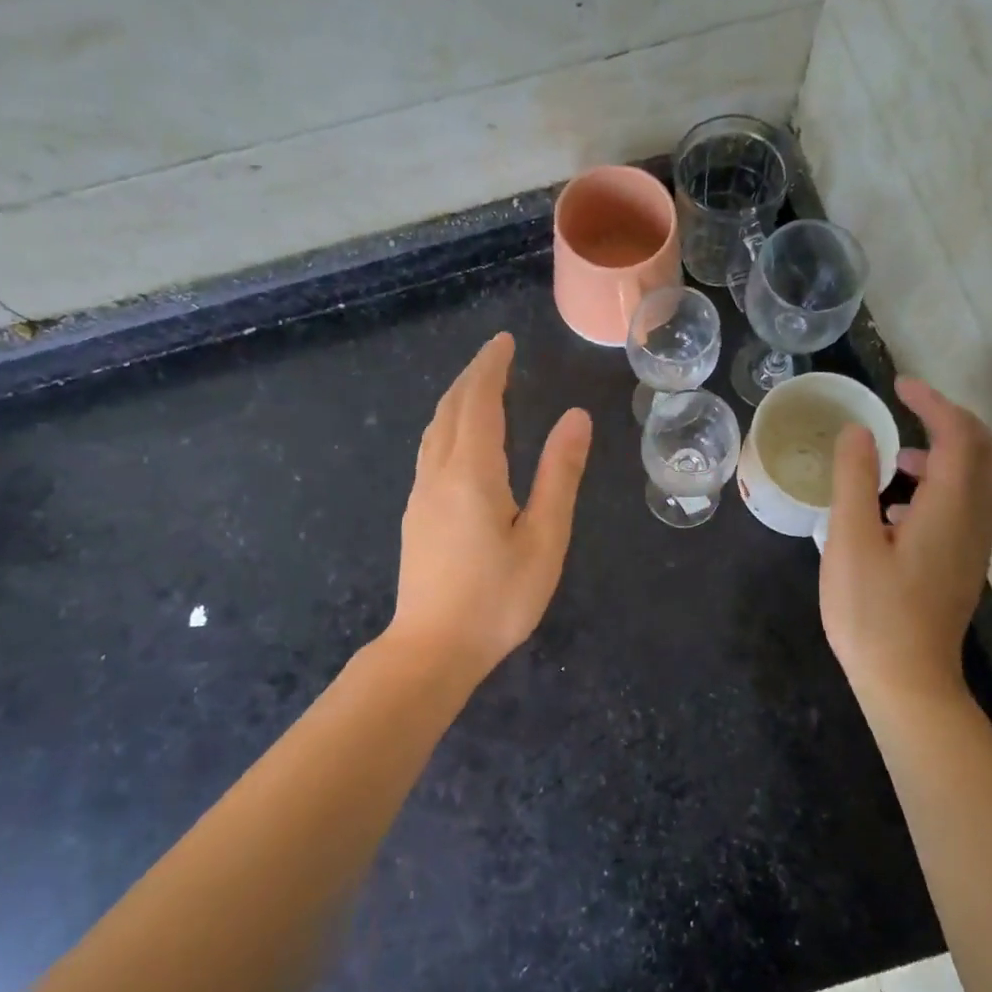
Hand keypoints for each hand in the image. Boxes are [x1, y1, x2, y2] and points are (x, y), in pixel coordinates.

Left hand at [389, 332, 592, 682]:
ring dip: (456, 400)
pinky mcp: (415, 515)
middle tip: (496, 355)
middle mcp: (439, 473)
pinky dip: (447, 426)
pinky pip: (429, 451)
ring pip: (434, 430)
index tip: (504, 342)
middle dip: (473, 376)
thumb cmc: (498, 598)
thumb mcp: (544, 538)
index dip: (491, 367)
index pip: (479, 401)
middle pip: (451, 409)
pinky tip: (459, 439)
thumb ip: (558, 475)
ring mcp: (420, 494)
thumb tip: (576, 418)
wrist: (433, 649)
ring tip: (479, 387)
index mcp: (472, 472)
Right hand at [820, 378, 991, 705]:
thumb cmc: (871, 612)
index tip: (899, 386)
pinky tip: (897, 506)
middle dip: (955, 421)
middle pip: (989, 453)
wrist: (907, 681)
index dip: (933, 404)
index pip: (958, 437)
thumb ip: (854, 480)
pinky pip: (969, 505)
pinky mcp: (964, 564)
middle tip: (912, 412)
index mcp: (948, 509)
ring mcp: (974, 545)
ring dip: (949, 453)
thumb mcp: (849, 541)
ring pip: (984, 480)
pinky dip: (944, 483)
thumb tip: (858, 431)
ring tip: (894, 458)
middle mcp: (974, 521)